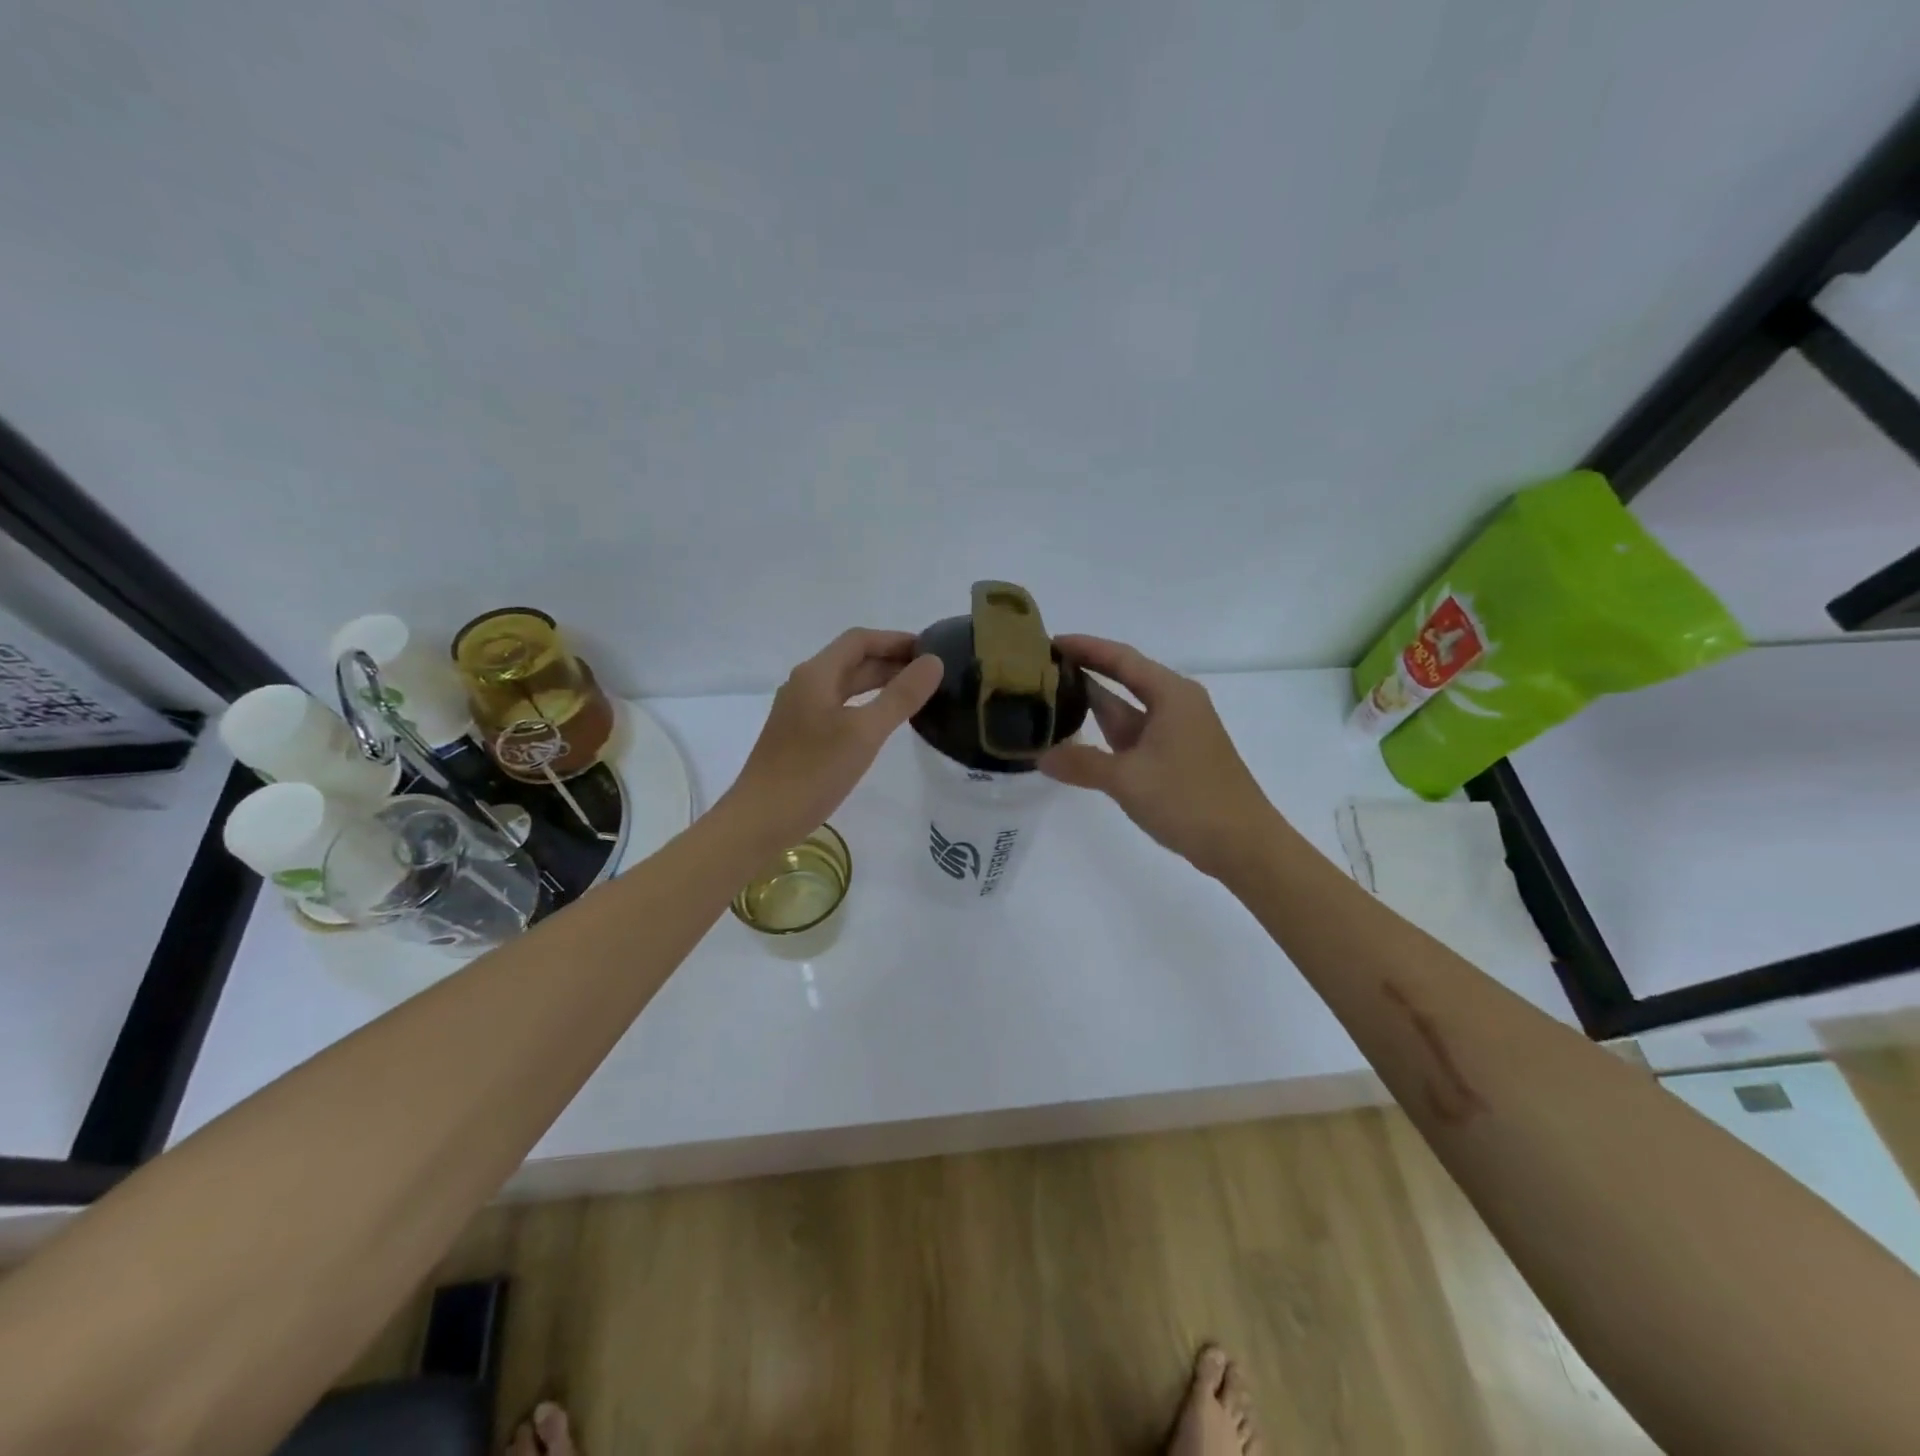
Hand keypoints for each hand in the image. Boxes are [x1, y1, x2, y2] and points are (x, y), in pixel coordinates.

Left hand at [722, 629, 943, 850]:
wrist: (760, 820)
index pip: (859, 640)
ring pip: (845, 686)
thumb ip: (900, 696)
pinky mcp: (800, 736)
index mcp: (816, 674)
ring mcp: (800, 712)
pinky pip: (839, 708)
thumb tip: (934, 662)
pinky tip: (882, 724)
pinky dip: (865, 705)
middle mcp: (805, 685)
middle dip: (890, 661)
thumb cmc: (813, 772)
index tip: (930, 650)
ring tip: (915, 694)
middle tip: (931, 674)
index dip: (895, 640)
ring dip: (879, 684)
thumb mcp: (864, 732)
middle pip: (852, 661)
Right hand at [1041, 635, 1279, 879]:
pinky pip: (1133, 736)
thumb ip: (1082, 764)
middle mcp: (1175, 705)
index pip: (1120, 658)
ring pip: (1127, 711)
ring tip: (1049, 700)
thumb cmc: (1189, 800)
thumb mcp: (1127, 779)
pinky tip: (1077, 742)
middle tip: (1041, 670)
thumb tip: (1040, 756)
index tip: (1049, 641)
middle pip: (1123, 679)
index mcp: (1171, 695)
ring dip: (1092, 707)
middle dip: (1085, 673)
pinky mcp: (1175, 758)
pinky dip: (1105, 736)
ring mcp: (1176, 733)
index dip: (1085, 647)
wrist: (1243, 846)